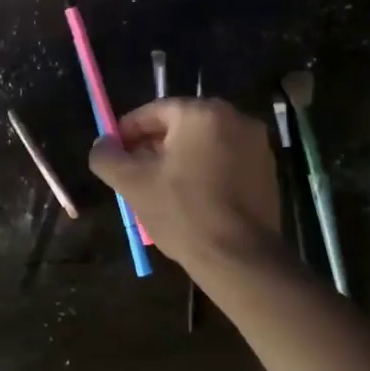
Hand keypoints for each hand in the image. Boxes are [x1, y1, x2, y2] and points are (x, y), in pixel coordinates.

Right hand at [88, 99, 280, 271]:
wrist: (240, 259)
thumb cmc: (183, 213)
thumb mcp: (133, 184)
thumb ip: (108, 157)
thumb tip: (102, 144)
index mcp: (202, 113)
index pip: (155, 111)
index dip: (128, 131)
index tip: (113, 152)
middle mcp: (235, 118)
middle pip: (181, 125)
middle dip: (154, 145)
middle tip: (133, 172)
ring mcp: (256, 145)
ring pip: (204, 143)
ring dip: (179, 158)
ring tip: (159, 187)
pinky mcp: (267, 171)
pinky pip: (225, 160)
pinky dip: (205, 170)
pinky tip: (191, 198)